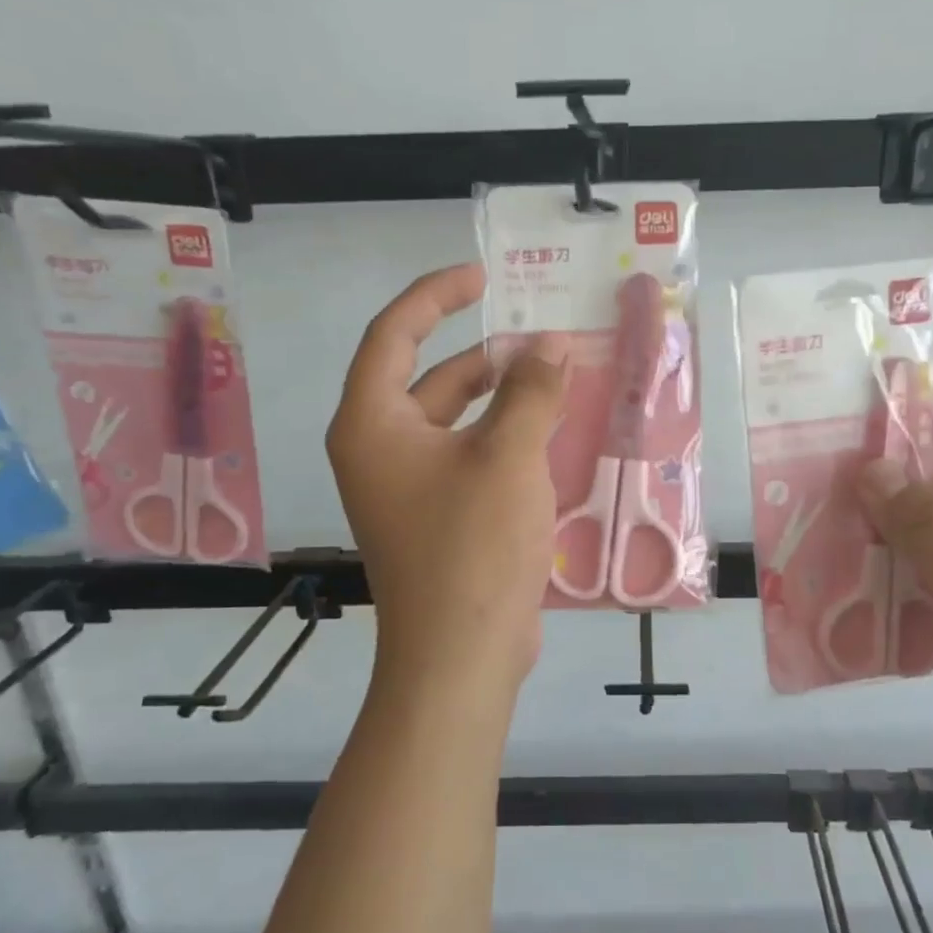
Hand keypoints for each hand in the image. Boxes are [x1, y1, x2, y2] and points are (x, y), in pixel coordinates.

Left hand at [328, 264, 567, 699]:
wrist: (462, 654)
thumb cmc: (473, 546)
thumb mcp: (508, 457)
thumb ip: (530, 391)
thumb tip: (549, 345)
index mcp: (373, 424)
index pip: (394, 334)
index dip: (436, 295)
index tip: (483, 278)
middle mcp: (381, 450)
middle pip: (431, 378)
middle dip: (489, 357)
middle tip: (545, 340)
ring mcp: (410, 488)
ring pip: (458, 422)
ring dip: (505, 400)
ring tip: (559, 381)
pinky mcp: (439, 518)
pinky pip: (472, 459)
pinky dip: (507, 440)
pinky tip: (551, 435)